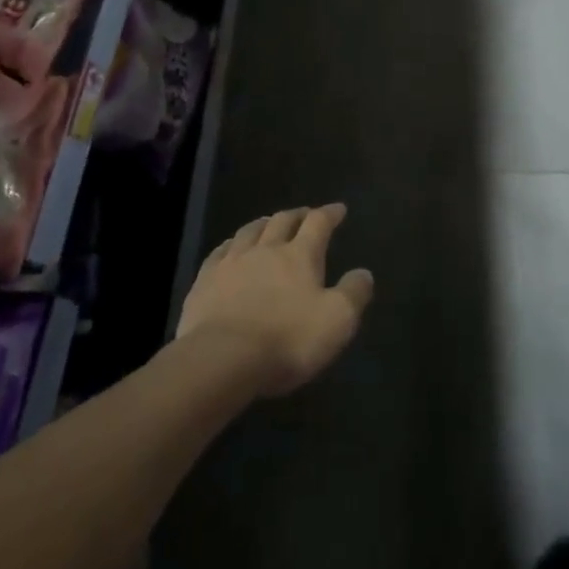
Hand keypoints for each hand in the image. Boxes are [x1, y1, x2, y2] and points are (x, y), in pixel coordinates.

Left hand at [177, 203, 373, 397]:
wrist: (221, 358)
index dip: (330, 213)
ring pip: (250, 231)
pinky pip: (220, 251)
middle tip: (305, 215)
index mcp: (299, 256)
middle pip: (282, 221)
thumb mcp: (336, 321)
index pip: (318, 223)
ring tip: (269, 223)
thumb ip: (353, 294)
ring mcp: (232, 262)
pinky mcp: (205, 280)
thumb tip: (364, 273)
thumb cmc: (287, 339)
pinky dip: (231, 244)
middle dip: (297, 215)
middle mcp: (266, 249)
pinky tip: (231, 248)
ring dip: (264, 223)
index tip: (339, 209)